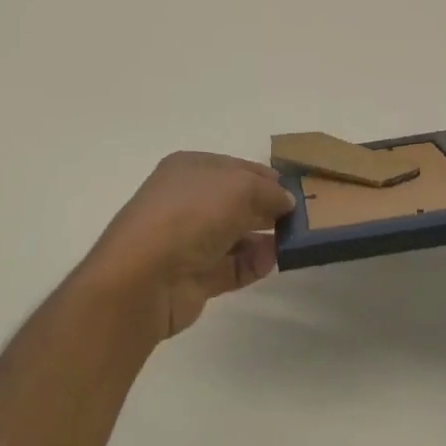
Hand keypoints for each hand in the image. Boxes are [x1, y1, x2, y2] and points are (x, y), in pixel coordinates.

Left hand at [80, 152, 295, 341]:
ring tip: (293, 241)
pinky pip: (233, 266)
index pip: (235, 167)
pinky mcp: (195, 276)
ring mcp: (189, 240)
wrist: (145, 277)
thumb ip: (268, 192)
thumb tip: (285, 202)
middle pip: (236, 201)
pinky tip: (270, 261)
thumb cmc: (191, 214)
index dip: (265, 177)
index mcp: (190, 169)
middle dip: (267, 207)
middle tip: (301, 217)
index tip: (296, 189)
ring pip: (236, 234)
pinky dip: (253, 263)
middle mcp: (188, 201)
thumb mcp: (239, 187)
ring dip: (264, 237)